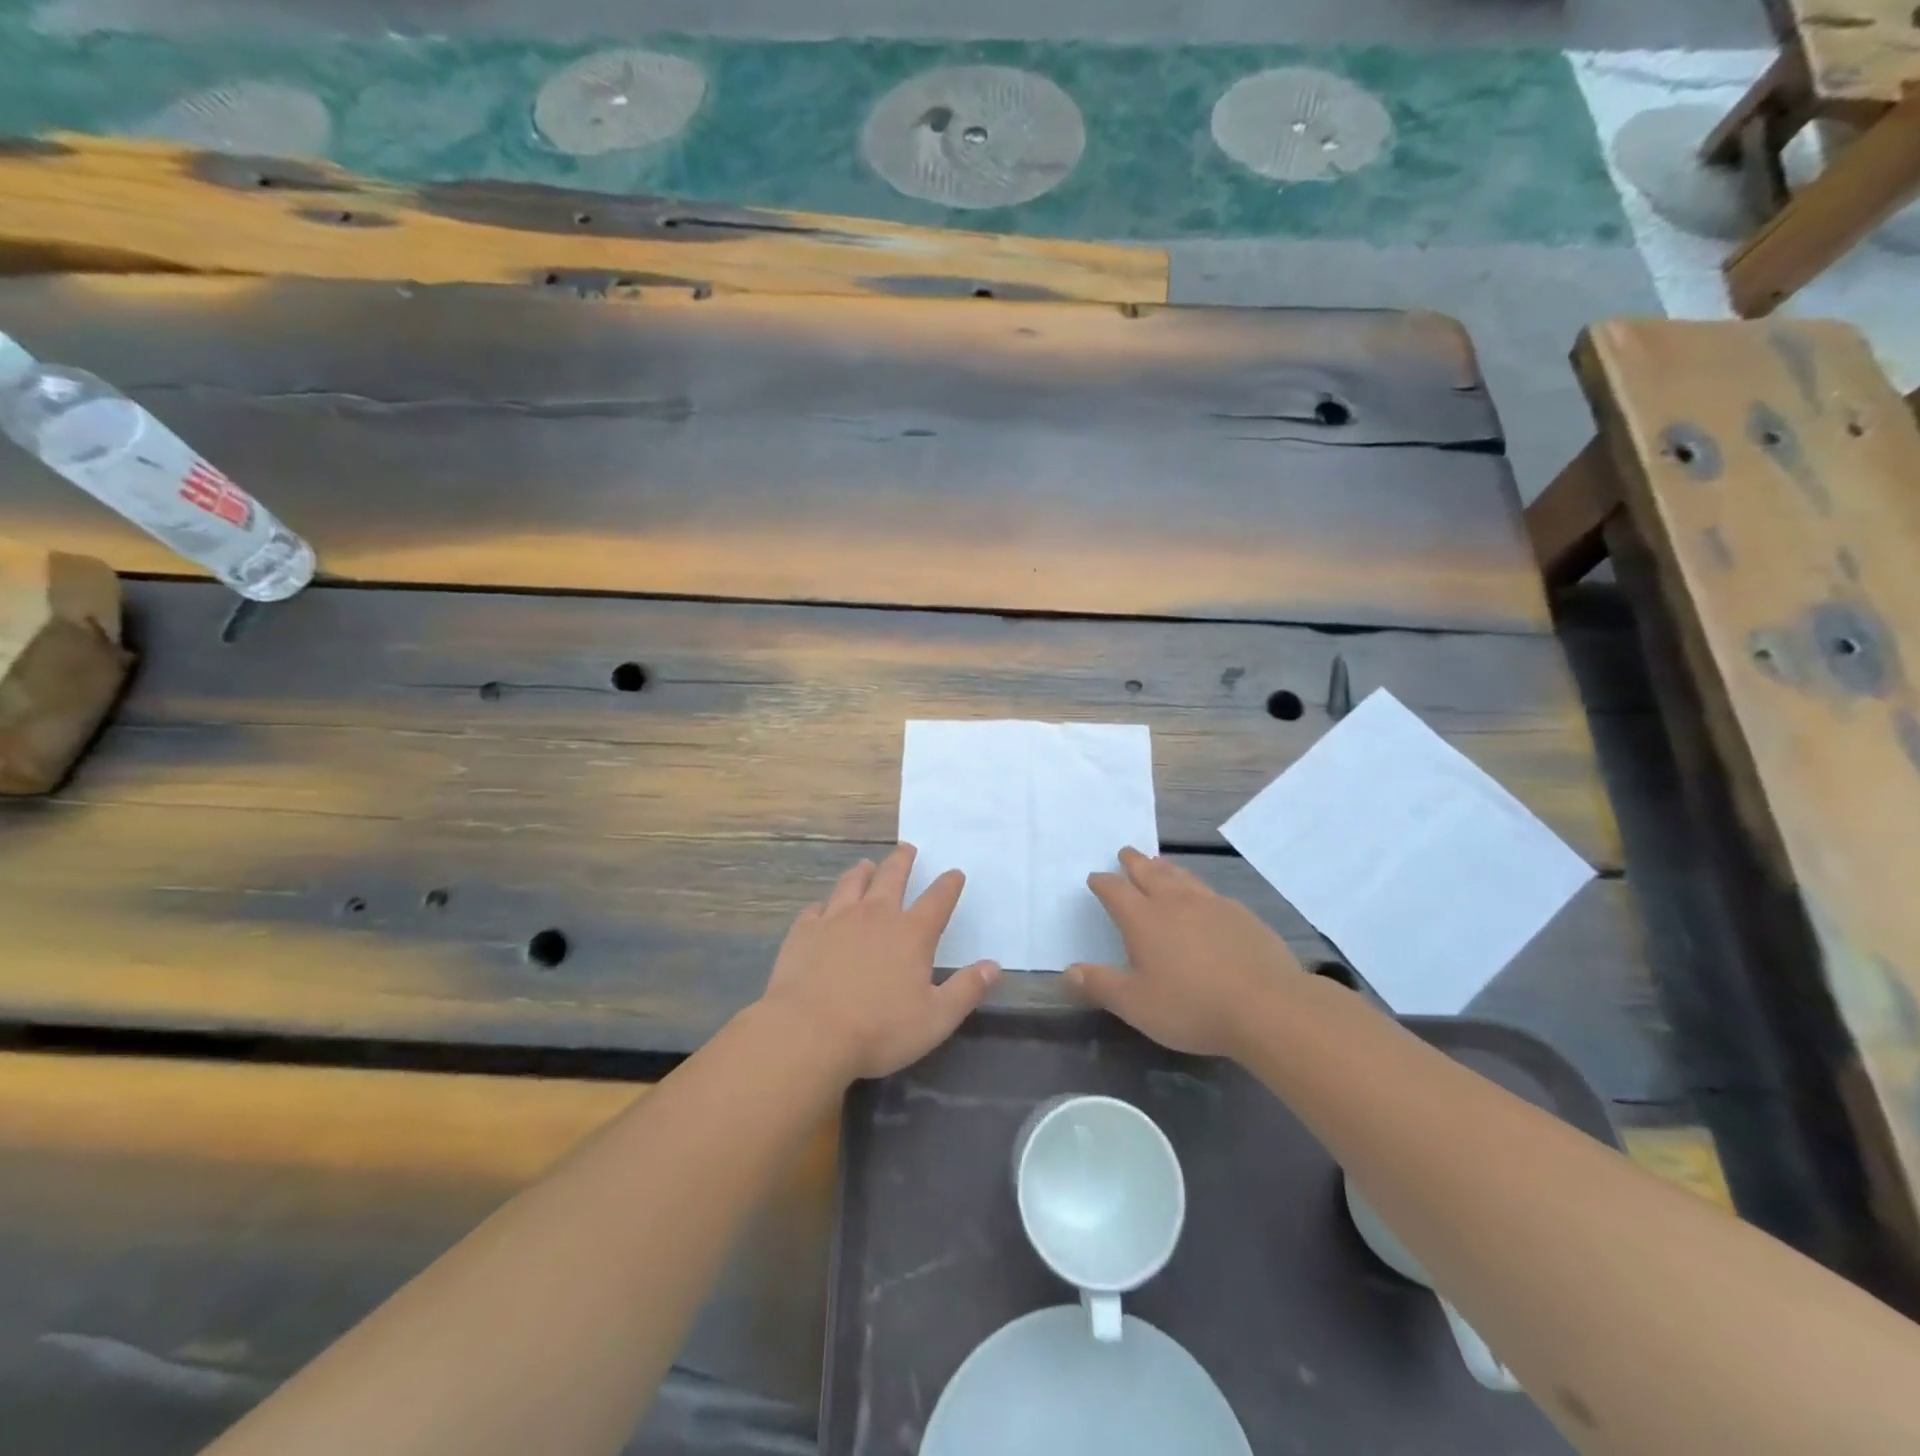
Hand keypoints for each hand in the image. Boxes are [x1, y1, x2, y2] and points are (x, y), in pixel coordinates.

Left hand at [760, 844, 998, 1080]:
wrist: (809, 1033)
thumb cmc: (880, 1029)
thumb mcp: (936, 1018)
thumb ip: (966, 990)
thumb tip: (993, 966)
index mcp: (912, 933)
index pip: (938, 899)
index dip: (949, 884)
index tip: (955, 873)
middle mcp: (876, 915)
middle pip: (892, 877)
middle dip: (903, 861)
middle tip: (907, 848)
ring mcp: (836, 919)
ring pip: (852, 883)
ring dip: (862, 872)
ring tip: (866, 865)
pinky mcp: (805, 932)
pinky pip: (816, 909)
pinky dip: (823, 905)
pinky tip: (822, 909)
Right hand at [1067, 847, 1302, 1057]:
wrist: (1268, 1006)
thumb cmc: (1192, 1006)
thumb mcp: (1136, 1005)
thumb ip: (1100, 985)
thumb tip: (1067, 971)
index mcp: (1143, 919)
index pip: (1115, 890)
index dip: (1102, 883)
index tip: (1095, 878)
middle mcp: (1174, 902)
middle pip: (1149, 872)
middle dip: (1134, 862)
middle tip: (1126, 853)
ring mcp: (1211, 904)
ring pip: (1182, 876)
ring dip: (1165, 867)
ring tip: (1159, 863)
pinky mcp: (1241, 915)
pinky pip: (1210, 892)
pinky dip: (1196, 888)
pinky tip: (1202, 899)